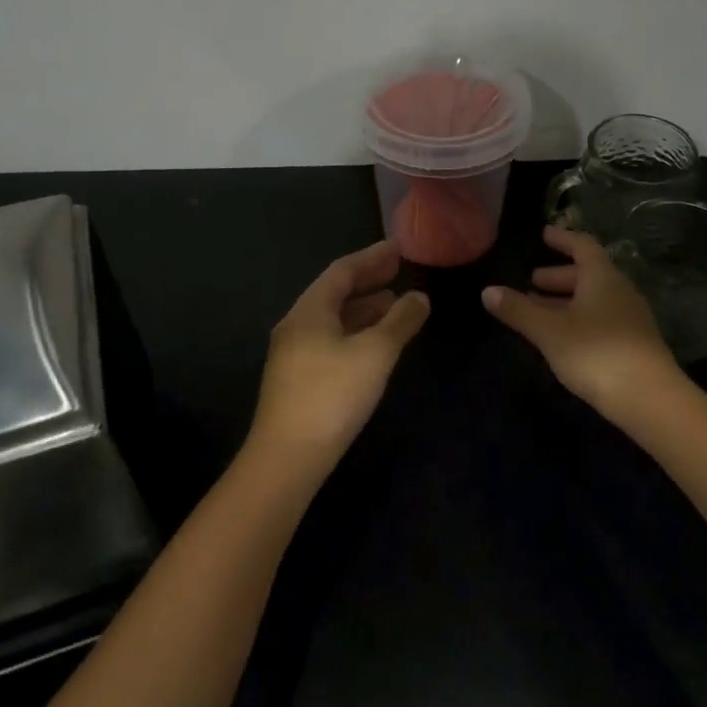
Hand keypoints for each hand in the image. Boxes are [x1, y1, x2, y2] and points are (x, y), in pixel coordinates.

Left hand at [251, 241, 430, 459]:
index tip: (398, 249)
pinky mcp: (297, 379)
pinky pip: (330, 340)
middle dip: (367, 281)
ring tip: (393, 305)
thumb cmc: (333, 395)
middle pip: (334, 293)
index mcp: (309, 311)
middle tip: (397, 271)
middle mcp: (296, 325)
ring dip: (363, 309)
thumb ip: (399, 322)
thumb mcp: (375, 354)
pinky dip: (355, 332)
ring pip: (332, 319)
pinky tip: (372, 345)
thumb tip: (418, 297)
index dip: (372, 257)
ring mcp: (293, 353)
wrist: (287, 456)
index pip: (342, 271)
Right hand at [482, 225, 682, 427]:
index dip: (562, 239)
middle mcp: (619, 292)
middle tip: (531, 281)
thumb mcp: (549, 330)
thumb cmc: (595, 352)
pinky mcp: (632, 345)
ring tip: (538, 311)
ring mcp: (629, 320)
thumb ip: (518, 310)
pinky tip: (560, 338)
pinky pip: (599, 321)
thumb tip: (488, 291)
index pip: (582, 246)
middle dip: (558, 276)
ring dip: (565, 301)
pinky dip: (577, 320)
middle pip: (587, 275)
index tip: (544, 235)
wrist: (649, 399)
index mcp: (602, 278)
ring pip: (593, 300)